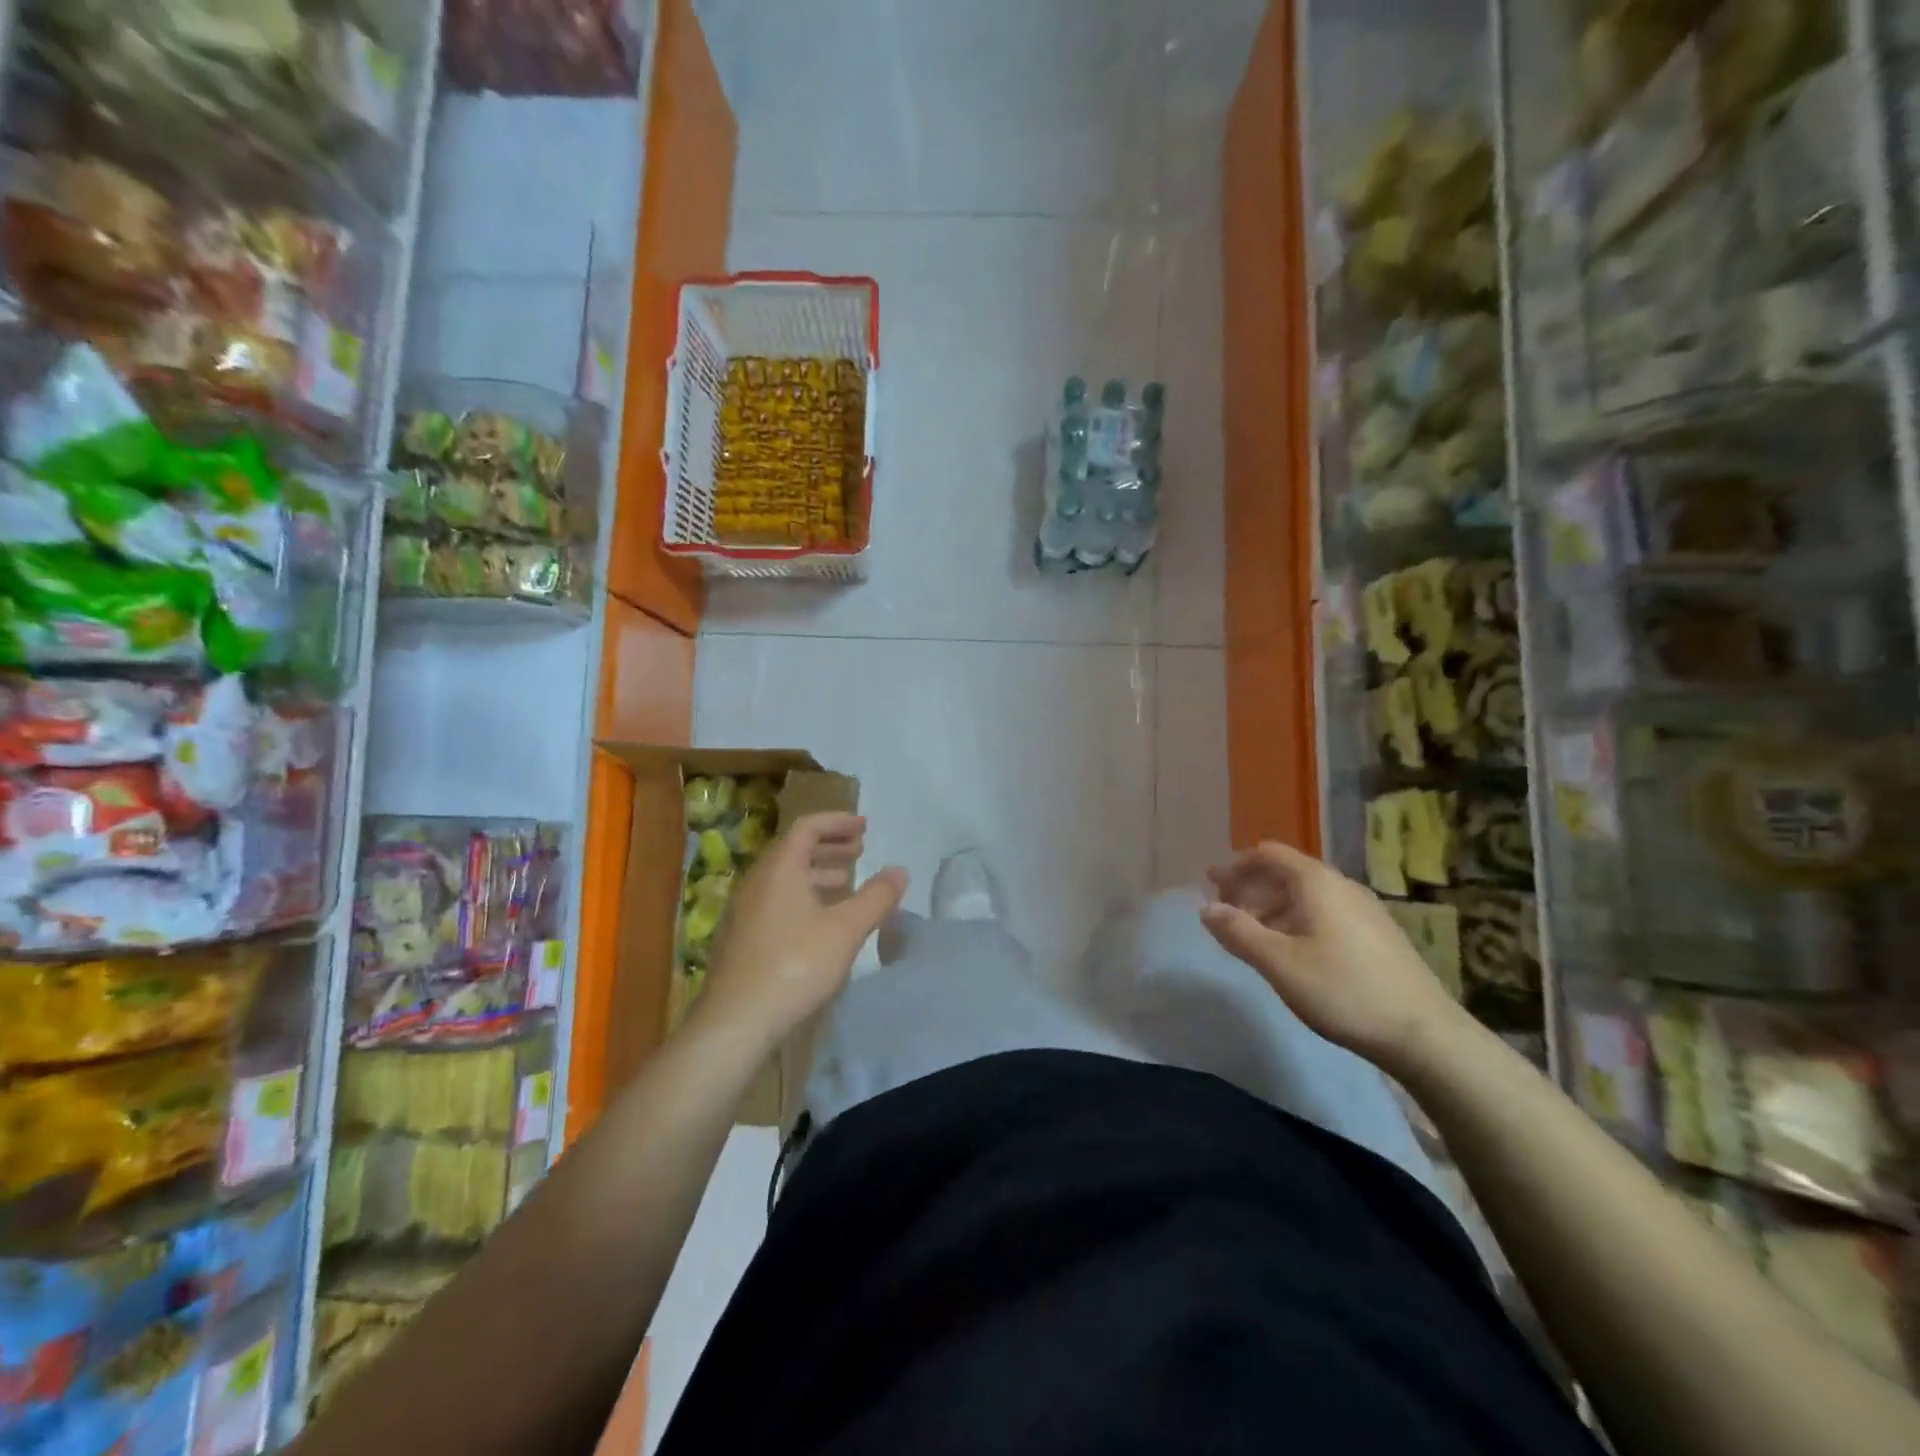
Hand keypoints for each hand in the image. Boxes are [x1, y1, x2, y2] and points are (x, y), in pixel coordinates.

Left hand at [696, 813, 907, 1053]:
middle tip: (859, 851)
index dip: (837, 822)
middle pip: (794, 849)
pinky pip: (776, 899)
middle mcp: (757, 882)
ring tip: (845, 882)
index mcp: (780, 869)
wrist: (735, 1022)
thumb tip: (900, 870)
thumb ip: (876, 897)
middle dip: (829, 845)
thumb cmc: (795, 966)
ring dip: (816, 872)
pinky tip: (819, 921)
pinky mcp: (741, 937)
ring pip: (784, 877)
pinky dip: (802, 895)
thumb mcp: (846, 930)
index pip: (807, 827)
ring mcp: (744, 910)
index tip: (864, 827)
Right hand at [1200, 841, 1466, 1072]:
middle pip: (1286, 872)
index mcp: (1317, 883)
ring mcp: (1364, 910)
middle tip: (1224, 910)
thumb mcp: (1279, 964)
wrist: (1425, 1034)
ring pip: (1306, 895)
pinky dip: (1297, 920)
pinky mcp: (1377, 935)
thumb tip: (1206, 908)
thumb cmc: (1343, 991)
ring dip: (1272, 906)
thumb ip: (1238, 932)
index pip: (1269, 854)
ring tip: (1252, 934)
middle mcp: (1341, 886)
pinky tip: (1292, 951)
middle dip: (1251, 887)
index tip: (1213, 885)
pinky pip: (1325, 912)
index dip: (1236, 865)